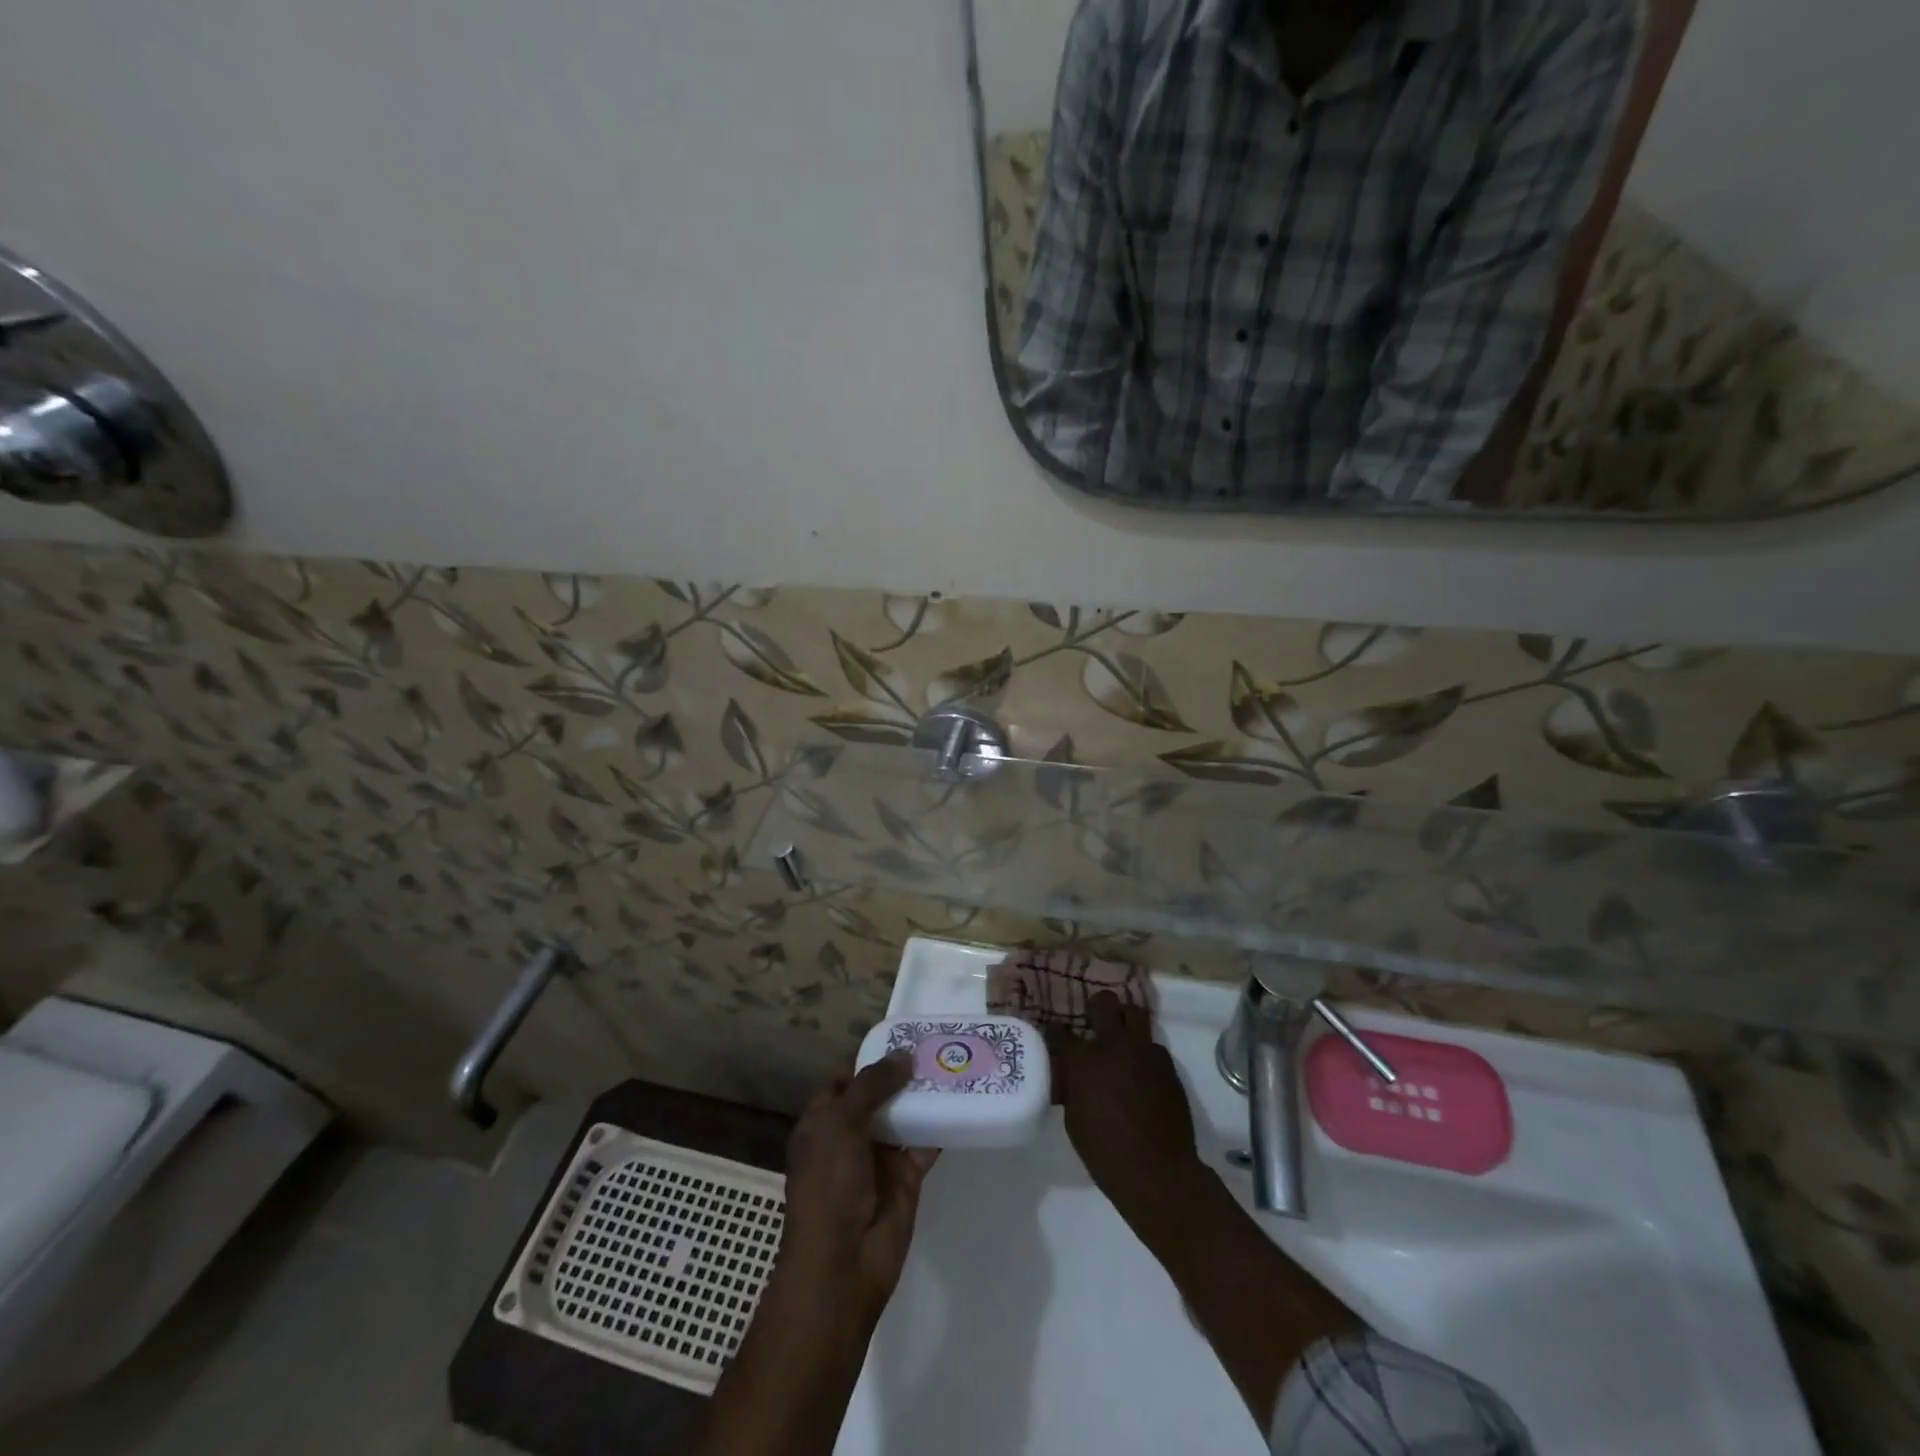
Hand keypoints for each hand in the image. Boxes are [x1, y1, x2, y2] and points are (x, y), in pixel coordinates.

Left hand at [778, 1053, 937, 1320]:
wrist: (842, 1264)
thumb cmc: (828, 1185)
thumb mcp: (840, 1124)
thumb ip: (872, 1085)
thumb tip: (904, 1055)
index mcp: (823, 1122)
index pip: (847, 1081)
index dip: (871, 1060)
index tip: (903, 1038)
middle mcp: (850, 1137)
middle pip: (880, 1096)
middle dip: (904, 1075)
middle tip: (938, 1045)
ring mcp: (879, 1158)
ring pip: (904, 1117)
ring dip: (925, 1096)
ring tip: (956, 1064)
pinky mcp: (906, 1179)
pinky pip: (925, 1144)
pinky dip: (941, 1125)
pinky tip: (964, 1101)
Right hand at [1051, 991, 1205, 1231]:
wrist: (1157, 1172)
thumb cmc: (1105, 1152)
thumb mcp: (1074, 1119)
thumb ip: (1071, 1087)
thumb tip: (1070, 1074)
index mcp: (1084, 1060)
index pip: (1061, 1031)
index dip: (1056, 1031)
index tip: (1055, 1034)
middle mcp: (1114, 1045)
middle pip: (1104, 1002)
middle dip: (1097, 1007)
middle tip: (1094, 1021)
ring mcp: (1144, 1051)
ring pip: (1135, 1013)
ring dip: (1125, 1021)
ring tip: (1121, 1039)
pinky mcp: (1167, 1064)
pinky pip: (1153, 1044)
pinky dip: (1144, 1051)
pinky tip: (1141, 1071)